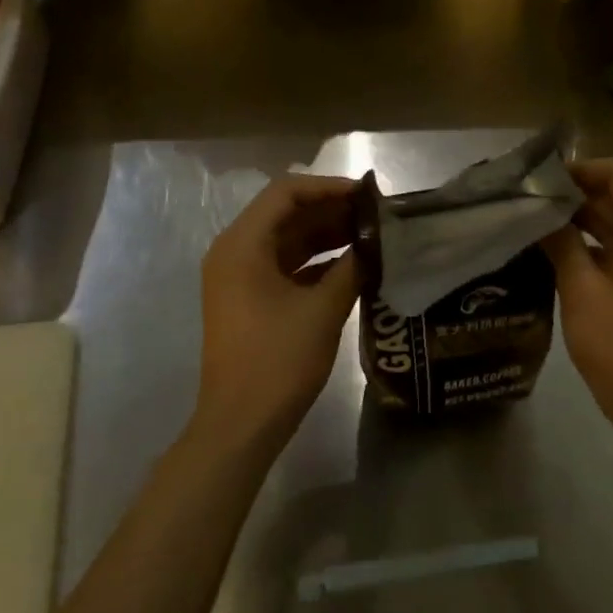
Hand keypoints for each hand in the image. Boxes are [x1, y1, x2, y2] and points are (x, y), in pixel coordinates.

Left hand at [196, 174, 360, 449]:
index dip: (329, 188)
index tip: (368, 195)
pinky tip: (353, 265)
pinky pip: (285, 265)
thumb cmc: (278, 360)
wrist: (241, 424)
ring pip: (287, 239)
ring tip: (371, 235)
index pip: (286, 193)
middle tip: (376, 215)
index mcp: (242, 245)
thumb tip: (377, 243)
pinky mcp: (250, 299)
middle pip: (286, 213)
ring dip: (326, 235)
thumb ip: (352, 267)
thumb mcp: (323, 309)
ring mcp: (240, 277)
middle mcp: (235, 252)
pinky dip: (316, 261)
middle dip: (331, 210)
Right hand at [542, 158, 612, 427]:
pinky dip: (587, 240)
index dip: (579, 169)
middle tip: (527, 197)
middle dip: (573, 193)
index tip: (539, 180)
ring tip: (532, 218)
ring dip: (577, 217)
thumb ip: (560, 241)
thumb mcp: (581, 287)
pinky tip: (550, 247)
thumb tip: (538, 211)